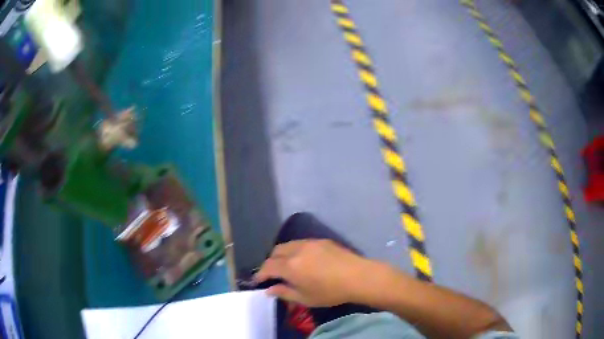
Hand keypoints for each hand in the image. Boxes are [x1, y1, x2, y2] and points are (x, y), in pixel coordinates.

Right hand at [253, 239, 374, 306]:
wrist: (358, 276)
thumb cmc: (330, 292)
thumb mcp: (305, 298)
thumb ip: (284, 293)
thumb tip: (269, 290)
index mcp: (290, 266)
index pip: (268, 267)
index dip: (260, 274)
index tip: (258, 281)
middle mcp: (296, 250)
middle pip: (275, 252)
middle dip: (270, 263)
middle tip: (273, 275)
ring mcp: (309, 243)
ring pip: (288, 245)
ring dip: (282, 255)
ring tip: (287, 266)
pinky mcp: (321, 240)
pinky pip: (301, 243)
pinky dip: (295, 251)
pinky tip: (303, 260)